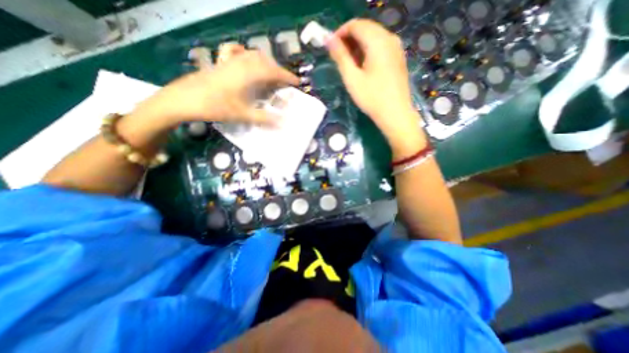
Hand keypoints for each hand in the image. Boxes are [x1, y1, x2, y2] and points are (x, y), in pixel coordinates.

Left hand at [132, 44, 298, 127]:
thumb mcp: (242, 115)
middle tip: (284, 81)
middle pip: (264, 61)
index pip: (273, 71)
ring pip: (252, 55)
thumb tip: (283, 124)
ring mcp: (229, 61)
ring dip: (265, 63)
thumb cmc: (215, 106)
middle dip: (278, 70)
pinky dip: (246, 54)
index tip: (297, 82)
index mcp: (248, 74)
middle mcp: (240, 63)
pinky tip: (246, 58)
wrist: (184, 99)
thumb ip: (263, 119)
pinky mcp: (221, 64)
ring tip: (271, 73)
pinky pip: (236, 53)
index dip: (287, 76)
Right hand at [327, 17, 424, 150]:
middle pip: (366, 28)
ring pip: (373, 37)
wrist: (395, 114)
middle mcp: (390, 38)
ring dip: (358, 46)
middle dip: (349, 39)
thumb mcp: (352, 78)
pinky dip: (368, 51)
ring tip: (349, 64)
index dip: (340, 33)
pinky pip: (381, 46)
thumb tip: (328, 39)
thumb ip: (340, 56)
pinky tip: (363, 66)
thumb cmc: (372, 98)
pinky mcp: (398, 58)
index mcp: (378, 41)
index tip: (331, 47)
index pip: (356, 25)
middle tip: (338, 57)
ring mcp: (396, 48)